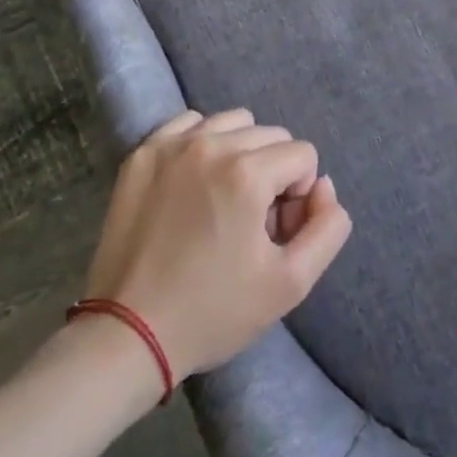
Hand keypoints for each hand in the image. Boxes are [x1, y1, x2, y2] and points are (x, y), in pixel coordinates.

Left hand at [81, 109, 352, 381]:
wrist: (128, 333)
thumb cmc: (214, 311)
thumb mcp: (291, 283)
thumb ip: (328, 226)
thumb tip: (323, 186)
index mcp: (247, 173)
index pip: (303, 154)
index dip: (299, 196)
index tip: (274, 233)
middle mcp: (210, 144)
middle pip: (271, 135)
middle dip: (274, 173)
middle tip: (251, 222)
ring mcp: (170, 145)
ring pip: (232, 123)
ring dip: (241, 152)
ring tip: (223, 199)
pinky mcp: (141, 155)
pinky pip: (188, 124)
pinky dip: (202, 143)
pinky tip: (193, 183)